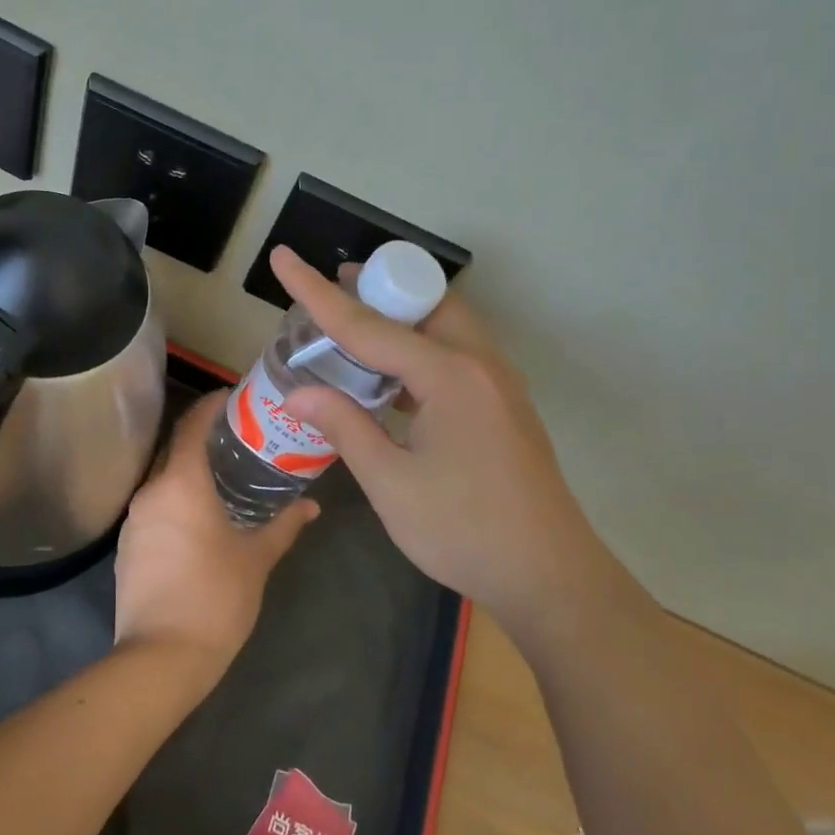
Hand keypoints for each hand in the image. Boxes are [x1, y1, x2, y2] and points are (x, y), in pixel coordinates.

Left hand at [113, 391, 318, 684]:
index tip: (235, 398)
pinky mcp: (127, 546)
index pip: (191, 424)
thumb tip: (311, 506)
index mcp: (181, 483)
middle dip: (203, 437)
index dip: (211, 404)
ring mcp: (134, 519)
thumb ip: (284, 525)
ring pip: (162, 479)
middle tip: (238, 437)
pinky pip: (154, 506)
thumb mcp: (257, 559)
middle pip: (174, 447)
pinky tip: (198, 517)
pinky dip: (175, 499)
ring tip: (223, 476)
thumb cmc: (215, 598)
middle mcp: (151, 491)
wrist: (161, 657)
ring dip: (188, 470)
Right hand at [272, 246, 599, 630]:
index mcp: (449, 375)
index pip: (368, 324)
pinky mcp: (505, 406)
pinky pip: (458, 355)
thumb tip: (300, 392)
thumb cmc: (463, 531)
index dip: (317, 293)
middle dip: (376, 290)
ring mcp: (500, 384)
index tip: (284, 257)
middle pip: (422, 304)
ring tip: (358, 328)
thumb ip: (345, 426)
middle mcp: (480, 364)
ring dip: (402, 319)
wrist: (550, 577)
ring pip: (446, 326)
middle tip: (333, 290)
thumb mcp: (391, 483)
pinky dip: (422, 349)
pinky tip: (395, 378)